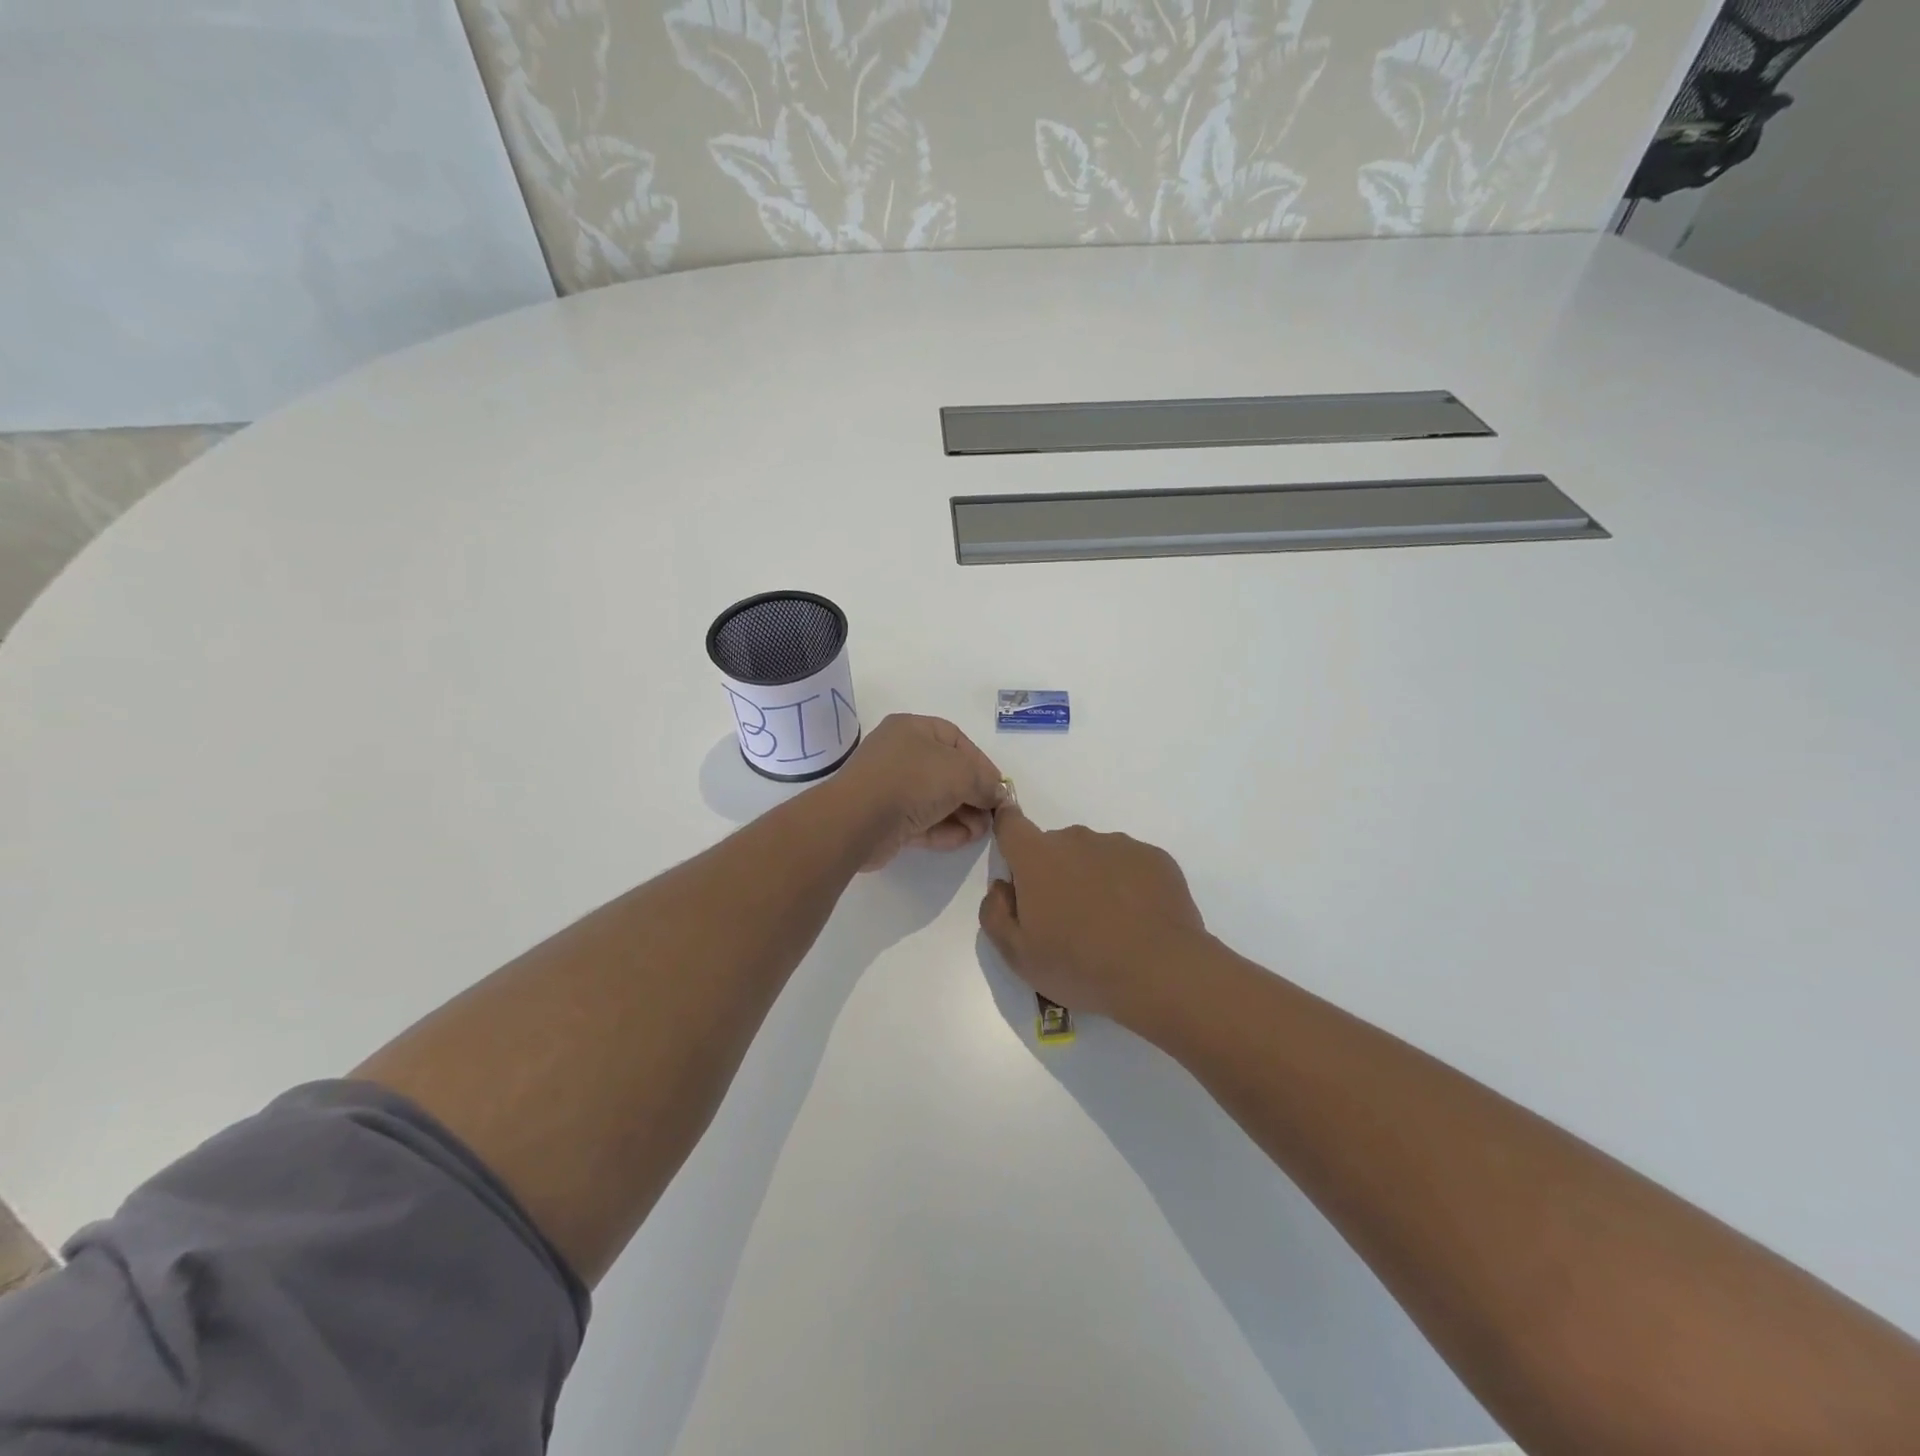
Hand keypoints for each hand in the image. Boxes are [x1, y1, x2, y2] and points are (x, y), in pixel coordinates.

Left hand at [825, 714, 1006, 869]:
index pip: (956, 739)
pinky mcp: (887, 820)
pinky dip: (944, 830)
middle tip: (992, 815)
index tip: (998, 787)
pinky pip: (922, 821)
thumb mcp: (961, 772)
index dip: (981, 762)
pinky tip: (964, 839)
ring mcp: (891, 788)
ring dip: (963, 816)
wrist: (857, 820)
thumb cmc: (912, 781)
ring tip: (981, 832)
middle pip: (947, 772)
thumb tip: (997, 795)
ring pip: (936, 800)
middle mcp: (900, 754)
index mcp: (912, 729)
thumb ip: (985, 782)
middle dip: (974, 795)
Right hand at [979, 804, 1208, 1025]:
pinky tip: (1138, 921)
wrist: (1160, 972)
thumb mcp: (1018, 955)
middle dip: (1054, 873)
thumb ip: (995, 914)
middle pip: (1055, 847)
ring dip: (1092, 878)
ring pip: (1094, 855)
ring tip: (1109, 925)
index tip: (1015, 856)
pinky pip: (1130, 865)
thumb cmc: (1079, 964)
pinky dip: (1128, 885)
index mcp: (1037, 857)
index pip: (1011, 825)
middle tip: (1067, 919)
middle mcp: (1077, 839)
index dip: (1008, 833)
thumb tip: (1002, 888)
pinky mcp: (1155, 858)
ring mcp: (1120, 845)